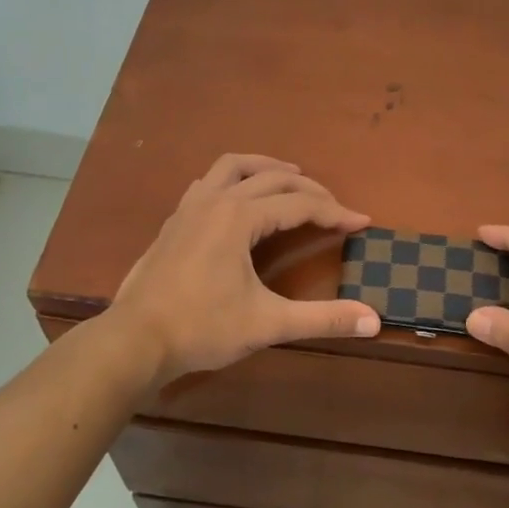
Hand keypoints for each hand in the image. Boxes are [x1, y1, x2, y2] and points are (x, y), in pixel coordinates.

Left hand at [109, 154, 380, 382]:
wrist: (134, 340)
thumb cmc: (202, 328)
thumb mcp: (268, 324)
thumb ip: (323, 319)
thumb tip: (374, 320)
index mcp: (240, 217)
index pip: (299, 205)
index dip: (335, 213)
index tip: (362, 223)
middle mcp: (216, 201)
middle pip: (272, 178)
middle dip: (308, 189)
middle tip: (333, 207)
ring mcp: (189, 208)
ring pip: (232, 167)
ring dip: (266, 167)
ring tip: (289, 178)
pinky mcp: (173, 222)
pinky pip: (208, 183)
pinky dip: (233, 180)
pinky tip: (237, 200)